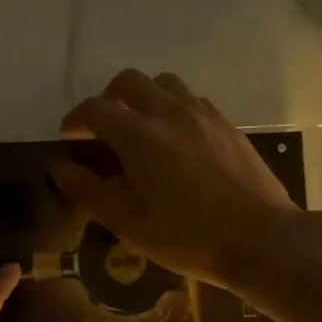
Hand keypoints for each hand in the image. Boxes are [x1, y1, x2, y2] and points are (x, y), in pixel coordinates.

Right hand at [53, 69, 299, 287]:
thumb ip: (90, 191)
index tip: (69, 137)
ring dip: (144, 97)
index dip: (75, 119)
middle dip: (108, 97)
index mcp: (140, 137)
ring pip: (165, 83)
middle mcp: (170, 114)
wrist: (261, 240)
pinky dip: (175, 108)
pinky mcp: (228, 126)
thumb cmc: (187, 238)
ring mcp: (203, 116)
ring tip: (141, 127)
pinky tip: (177, 138)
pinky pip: (193, 100)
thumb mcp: (129, 223)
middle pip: (129, 81)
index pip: (95, 109)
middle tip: (104, 127)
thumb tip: (60, 168)